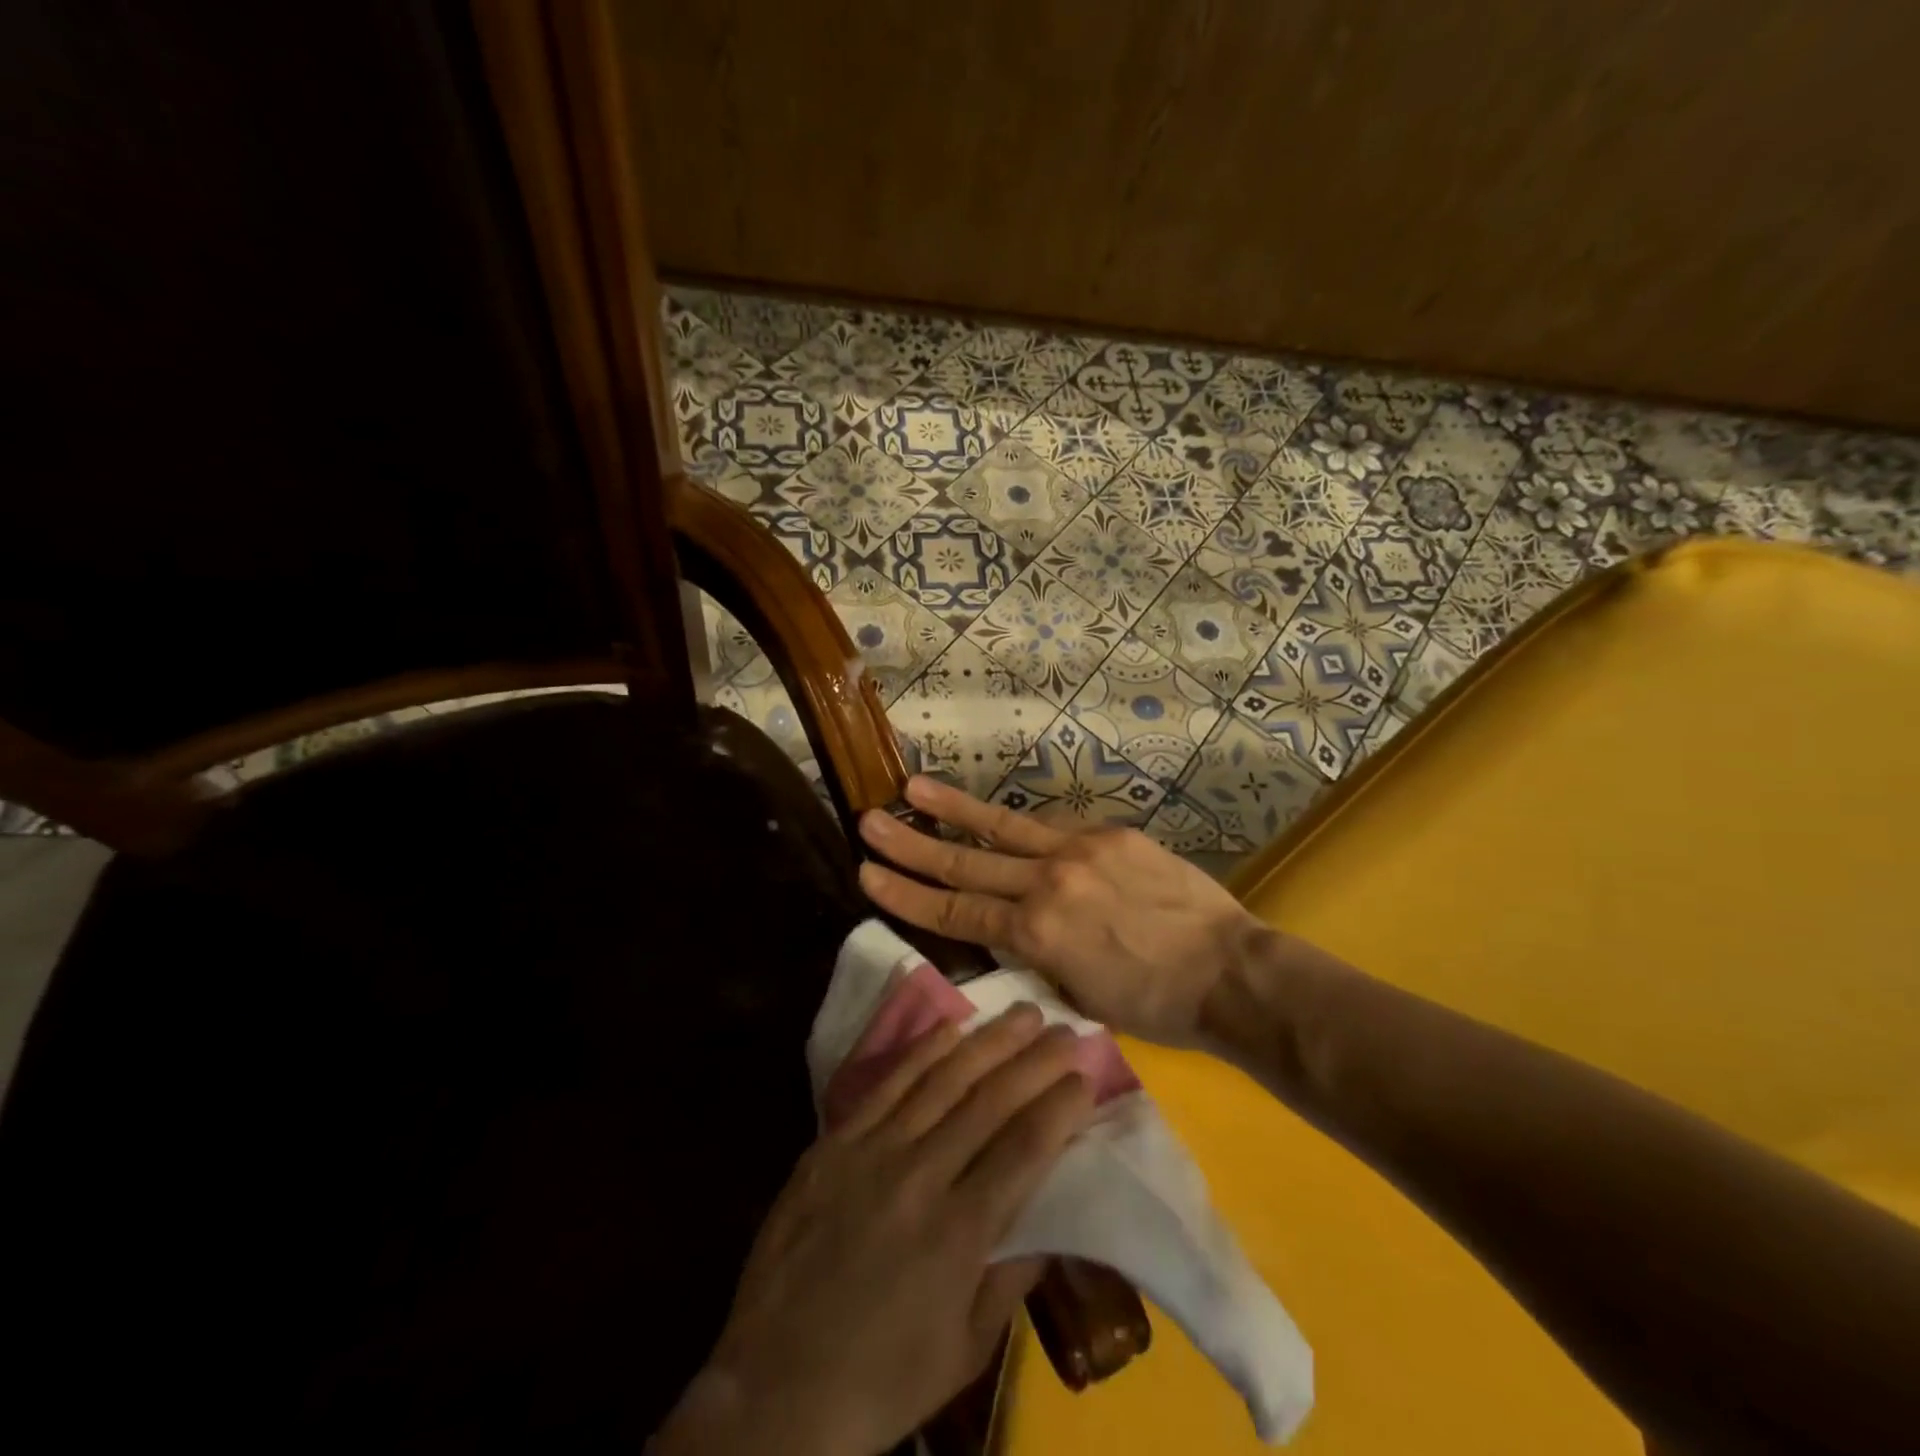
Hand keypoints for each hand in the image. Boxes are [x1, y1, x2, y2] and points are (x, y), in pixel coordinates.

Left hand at [652, 1005, 1093, 1455]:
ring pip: (943, 1079)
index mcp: (960, 1232)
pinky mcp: (835, 1142)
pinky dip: (924, 1051)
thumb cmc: (881, 1380)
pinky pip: (888, 1084)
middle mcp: (921, 1176)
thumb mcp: (966, 1349)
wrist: (774, 1387)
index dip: (1060, 1107)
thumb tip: (1050, 1219)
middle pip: (990, 1101)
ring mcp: (873, 1151)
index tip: (1086, 1077)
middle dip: (1036, 1061)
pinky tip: (952, 1027)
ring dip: (989, 1041)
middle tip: (1066, 1030)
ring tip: (1023, 1012)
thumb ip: (1011, 1276)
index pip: (1025, 1147)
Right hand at [856, 776, 1264, 1047]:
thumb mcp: (1077, 994)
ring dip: (953, 809)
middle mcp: (1048, 883)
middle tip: (868, 821)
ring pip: (1002, 828)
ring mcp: (1079, 851)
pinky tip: (993, 815)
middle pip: (965, 863)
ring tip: (912, 789)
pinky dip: (1018, 825)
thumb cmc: (1154, 1003)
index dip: (906, 895)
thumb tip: (1009, 930)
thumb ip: (1034, 955)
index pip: (956, 910)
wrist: (1229, 971)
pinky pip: (1052, 828)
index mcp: (1037, 934)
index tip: (866, 874)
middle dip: (911, 845)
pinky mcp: (1109, 834)